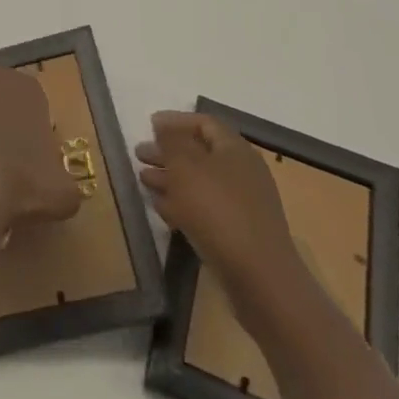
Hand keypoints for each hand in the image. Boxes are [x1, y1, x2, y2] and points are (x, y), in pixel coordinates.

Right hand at [136, 111, 307, 327]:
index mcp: (235, 149)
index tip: (149, 125)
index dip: (175, 120)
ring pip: (199, 182)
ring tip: (143, 181)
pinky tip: (162, 209)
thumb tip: (163, 125)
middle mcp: (242, 172)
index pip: (204, 123)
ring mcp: (243, 204)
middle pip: (199, 153)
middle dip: (167, 152)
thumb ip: (171, 141)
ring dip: (170, 179)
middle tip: (139, 156)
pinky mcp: (238, 232)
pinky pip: (206, 208)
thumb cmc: (218, 210)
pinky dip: (182, 204)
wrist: (259, 278)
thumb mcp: (186, 166)